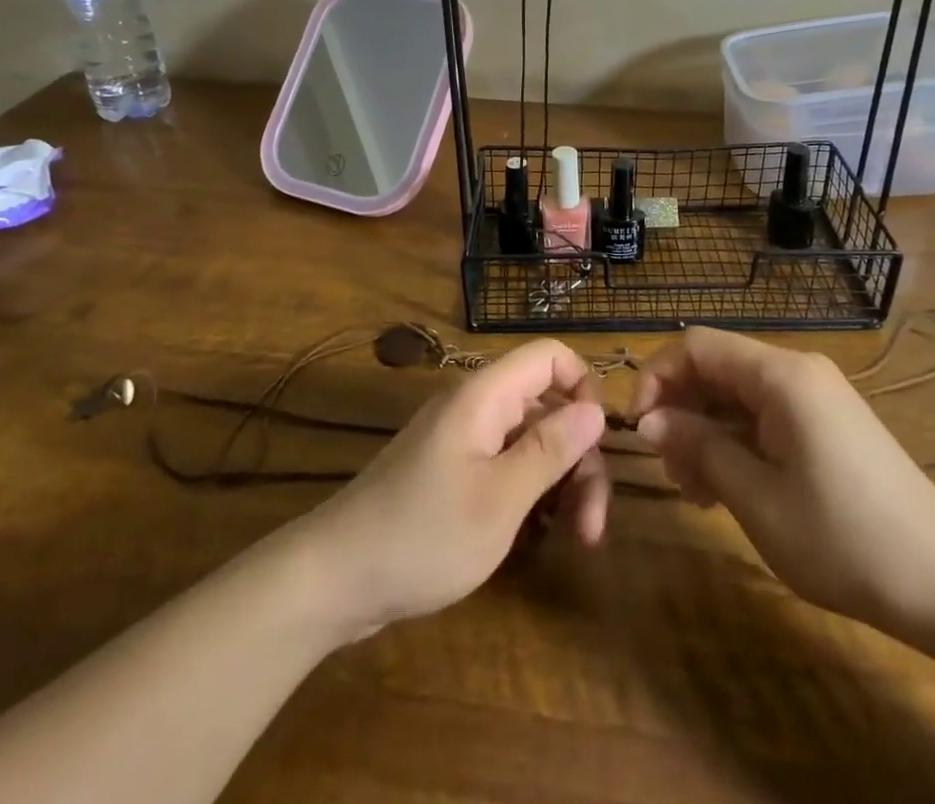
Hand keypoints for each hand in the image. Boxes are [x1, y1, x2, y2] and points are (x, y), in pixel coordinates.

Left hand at [299, 340, 609, 638]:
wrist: (336, 579)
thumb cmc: (424, 535)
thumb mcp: (500, 498)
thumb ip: (550, 448)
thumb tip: (596, 408)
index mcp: (485, 396)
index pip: (549, 356)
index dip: (583, 387)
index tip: (598, 443)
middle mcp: (476, 407)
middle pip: (547, 407)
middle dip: (578, 459)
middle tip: (592, 528)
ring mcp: (463, 441)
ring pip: (530, 442)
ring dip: (560, 484)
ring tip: (574, 540)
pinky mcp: (453, 473)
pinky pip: (506, 466)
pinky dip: (530, 494)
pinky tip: (538, 537)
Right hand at [634, 328, 934, 653]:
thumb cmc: (845, 539)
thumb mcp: (757, 499)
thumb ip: (699, 449)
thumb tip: (650, 422)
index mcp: (780, 375)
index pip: (695, 345)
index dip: (656, 376)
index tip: (640, 429)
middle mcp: (797, 371)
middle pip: (716, 367)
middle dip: (681, 410)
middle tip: (672, 472)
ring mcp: (816, 396)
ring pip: (737, 393)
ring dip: (706, 431)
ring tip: (698, 491)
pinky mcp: (827, 423)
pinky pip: (765, 414)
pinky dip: (737, 441)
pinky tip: (730, 487)